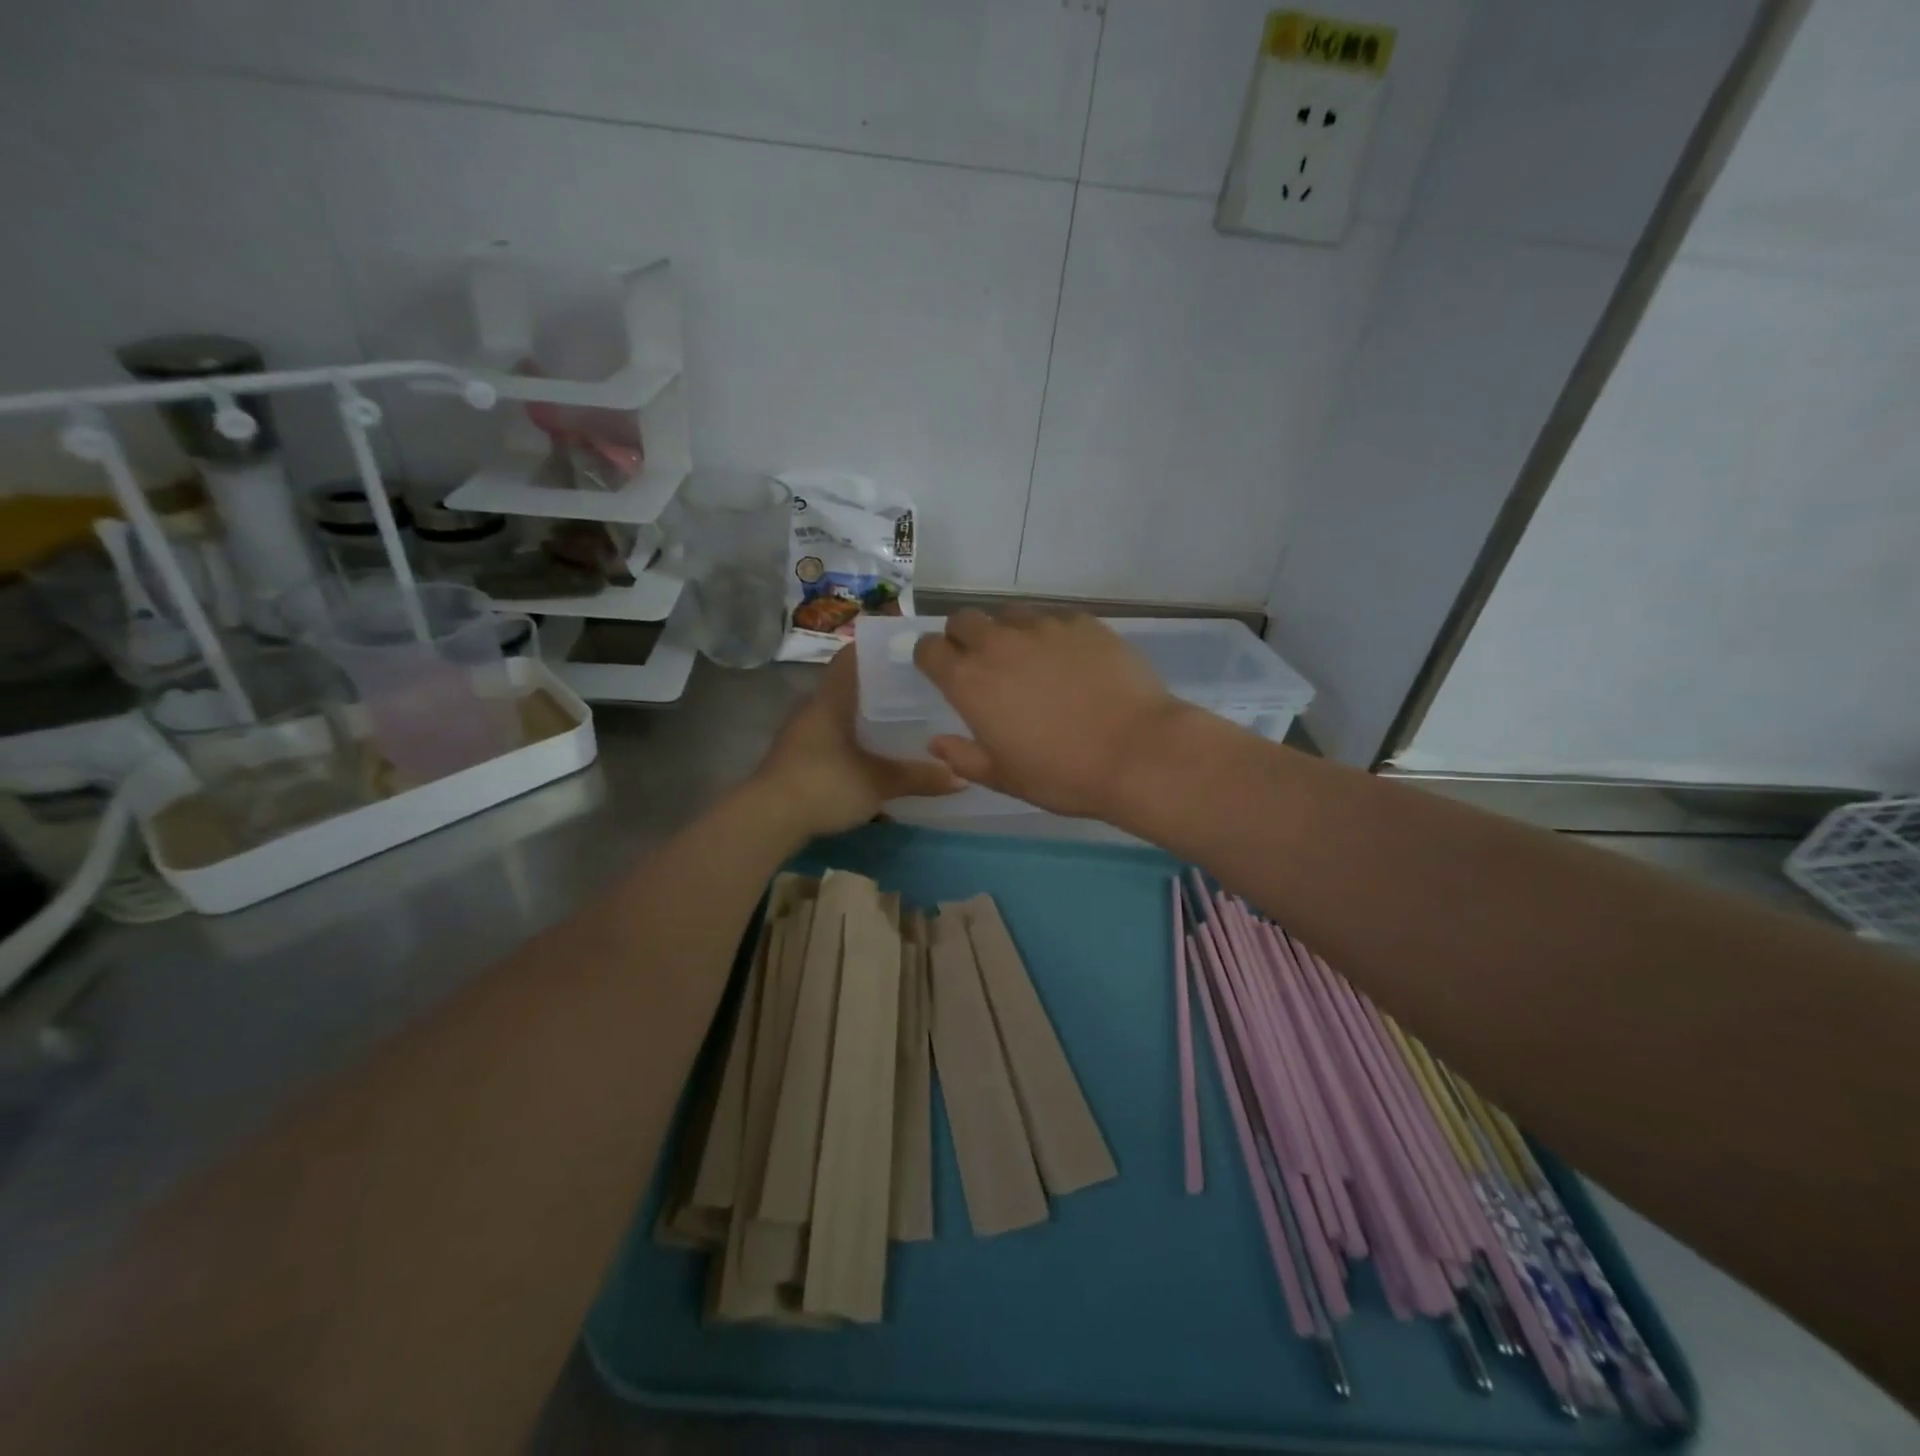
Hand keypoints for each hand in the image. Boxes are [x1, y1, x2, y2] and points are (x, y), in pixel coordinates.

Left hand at [753, 648, 962, 837]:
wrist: (768, 820)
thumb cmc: (824, 785)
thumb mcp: (878, 782)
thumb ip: (919, 777)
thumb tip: (962, 778)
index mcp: (831, 699)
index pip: (853, 656)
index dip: (879, 647)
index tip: (911, 647)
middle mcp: (814, 709)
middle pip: (851, 685)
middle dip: (884, 685)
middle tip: (922, 688)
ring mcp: (803, 735)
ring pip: (843, 714)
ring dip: (870, 716)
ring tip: (907, 721)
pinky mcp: (799, 760)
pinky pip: (835, 738)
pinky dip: (858, 741)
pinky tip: (879, 755)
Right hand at [912, 608, 1191, 819]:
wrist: (1137, 751)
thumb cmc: (1062, 774)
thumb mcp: (1004, 777)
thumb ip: (963, 756)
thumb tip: (935, 742)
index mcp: (969, 681)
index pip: (928, 648)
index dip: (932, 658)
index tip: (943, 673)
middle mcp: (998, 644)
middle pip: (963, 620)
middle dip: (964, 637)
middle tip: (985, 666)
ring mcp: (1042, 627)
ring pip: (1008, 614)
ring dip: (1007, 632)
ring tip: (1030, 660)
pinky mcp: (1081, 622)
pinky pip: (1052, 617)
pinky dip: (1049, 634)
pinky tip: (1071, 660)